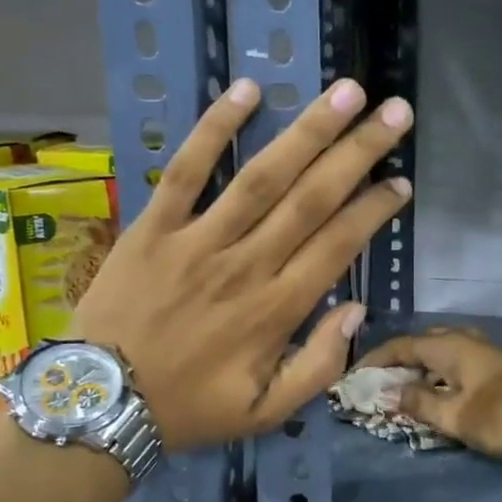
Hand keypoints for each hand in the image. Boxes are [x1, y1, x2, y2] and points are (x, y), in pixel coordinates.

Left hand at [69, 77, 412, 452]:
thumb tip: (355, 310)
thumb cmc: (189, 408)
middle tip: (395, 113)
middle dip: (359, 153)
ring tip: (346, 92)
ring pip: (262, 176)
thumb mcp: (267, 411)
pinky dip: (214, 128)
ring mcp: (198, 240)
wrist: (100, 401)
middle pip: (312, 198)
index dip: (374, 209)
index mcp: (277, 309)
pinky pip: (186, 169)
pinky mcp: (153, 226)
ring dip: (308, 131)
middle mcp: (246, 265)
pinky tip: (247, 90)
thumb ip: (320, 367)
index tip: (401, 181)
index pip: (338, 244)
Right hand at [356, 329, 501, 460]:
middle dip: (401, 360)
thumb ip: (421, 403)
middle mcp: (466, 340)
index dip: (376, 359)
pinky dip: (443, 374)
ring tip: (409, 388)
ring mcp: (487, 351)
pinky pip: (461, 362)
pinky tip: (442, 392)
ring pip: (444, 351)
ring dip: (424, 367)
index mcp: (449, 346)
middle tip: (384, 381)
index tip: (356, 375)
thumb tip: (392, 392)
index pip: (402, 345)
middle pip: (424, 343)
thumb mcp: (455, 416)